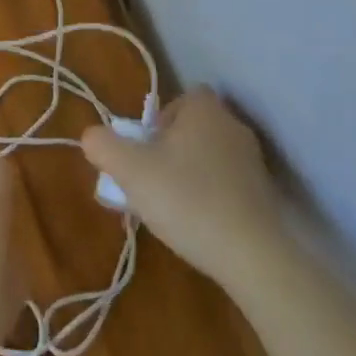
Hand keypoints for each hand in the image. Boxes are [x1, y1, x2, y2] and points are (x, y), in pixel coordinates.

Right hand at [81, 88, 287, 290]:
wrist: (252, 254)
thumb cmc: (187, 199)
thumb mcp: (131, 171)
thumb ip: (104, 146)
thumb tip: (91, 135)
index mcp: (204, 109)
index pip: (177, 100)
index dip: (157, 122)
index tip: (144, 152)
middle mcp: (232, 125)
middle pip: (190, 130)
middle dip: (168, 153)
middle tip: (149, 183)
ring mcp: (252, 160)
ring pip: (207, 159)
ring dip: (187, 177)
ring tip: (169, 210)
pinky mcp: (264, 194)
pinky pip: (226, 184)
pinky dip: (209, 198)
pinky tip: (196, 226)